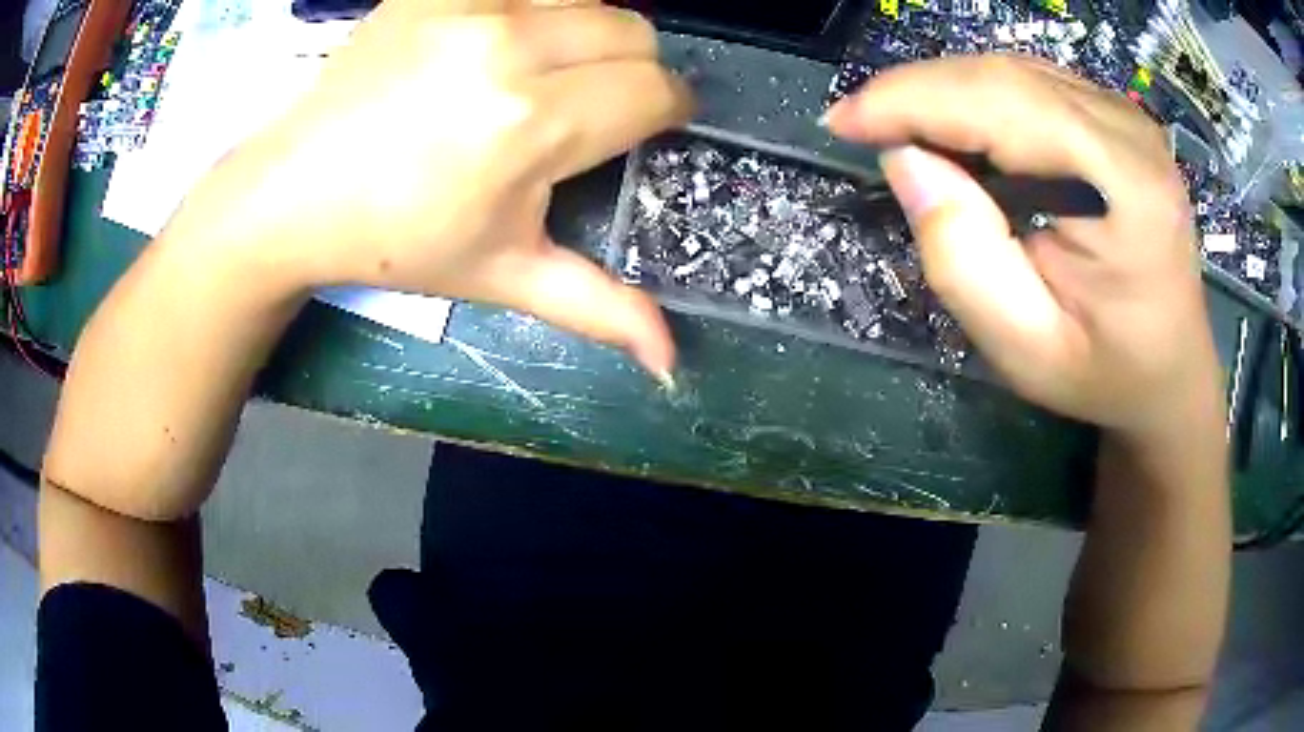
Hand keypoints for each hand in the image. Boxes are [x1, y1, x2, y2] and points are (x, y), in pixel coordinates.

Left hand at [199, 0, 689, 378]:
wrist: (294, 191)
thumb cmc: (396, 240)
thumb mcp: (501, 276)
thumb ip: (598, 307)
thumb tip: (670, 360)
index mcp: (530, 124)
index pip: (654, 90)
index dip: (664, 112)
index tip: (643, 129)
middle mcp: (507, 46)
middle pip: (634, 30)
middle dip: (633, 69)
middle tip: (591, 105)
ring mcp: (467, 5)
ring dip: (587, 35)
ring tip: (543, 75)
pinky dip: (536, 11)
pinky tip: (496, 49)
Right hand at [826, 55, 1222, 440]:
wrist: (1171, 367)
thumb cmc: (1106, 372)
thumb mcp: (1026, 348)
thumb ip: (963, 258)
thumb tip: (906, 160)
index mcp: (1125, 186)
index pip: (1002, 104)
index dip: (912, 100)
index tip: (843, 123)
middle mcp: (1129, 130)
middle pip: (1003, 75)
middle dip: (918, 91)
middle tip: (861, 124)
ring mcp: (1126, 115)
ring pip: (1011, 70)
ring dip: (945, 92)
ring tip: (901, 129)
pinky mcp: (1116, 115)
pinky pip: (1030, 82)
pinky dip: (978, 96)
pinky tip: (958, 130)